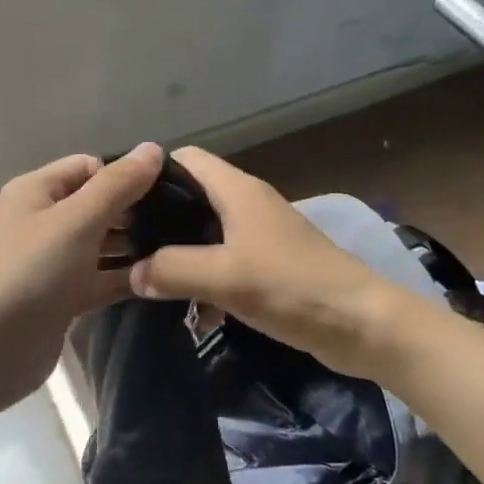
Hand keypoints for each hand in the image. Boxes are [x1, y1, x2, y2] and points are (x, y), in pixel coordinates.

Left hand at [0, 143, 164, 417]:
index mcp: (37, 191)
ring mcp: (53, 261)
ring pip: (102, 244)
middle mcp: (43, 221)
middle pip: (98, 205)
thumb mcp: (76, 221)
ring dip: (136, 246)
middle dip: (137, 211)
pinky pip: (101, 278)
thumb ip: (117, 185)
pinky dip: (127, 277)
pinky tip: (164, 279)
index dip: (127, 174)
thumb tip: (153, 147)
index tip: (172, 190)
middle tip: (186, 222)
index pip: (90, 167)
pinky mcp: (62, 297)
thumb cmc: (31, 274)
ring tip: (183, 249)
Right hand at [128, 146, 401, 379]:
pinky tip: (194, 311)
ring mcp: (261, 235)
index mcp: (237, 191)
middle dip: (159, 220)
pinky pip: (225, 262)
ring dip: (181, 255)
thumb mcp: (224, 277)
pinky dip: (206, 280)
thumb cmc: (292, 286)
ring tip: (148, 280)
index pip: (185, 159)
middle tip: (126, 247)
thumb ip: (172, 270)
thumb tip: (133, 273)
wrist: (362, 324)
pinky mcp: (271, 265)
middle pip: (192, 197)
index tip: (121, 202)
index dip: (151, 174)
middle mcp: (248, 204)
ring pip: (206, 234)